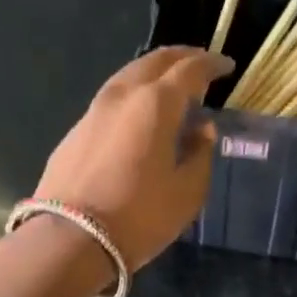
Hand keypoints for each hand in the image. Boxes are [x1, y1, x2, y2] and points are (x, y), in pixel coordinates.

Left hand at [32, 46, 225, 268]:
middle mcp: (123, 95)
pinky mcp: (75, 132)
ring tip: (171, 90)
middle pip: (155, 61)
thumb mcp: (188, 192)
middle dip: (182, 58)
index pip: (190, 69)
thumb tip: (201, 130)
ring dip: (154, 75)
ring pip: (129, 77)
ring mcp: (93, 111)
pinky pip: (112, 101)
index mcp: (156, 104)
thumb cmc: (140, 216)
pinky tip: (140, 118)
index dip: (211, 64)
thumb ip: (200, 154)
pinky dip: (134, 98)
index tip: (227, 67)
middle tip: (201, 66)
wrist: (70, 239)